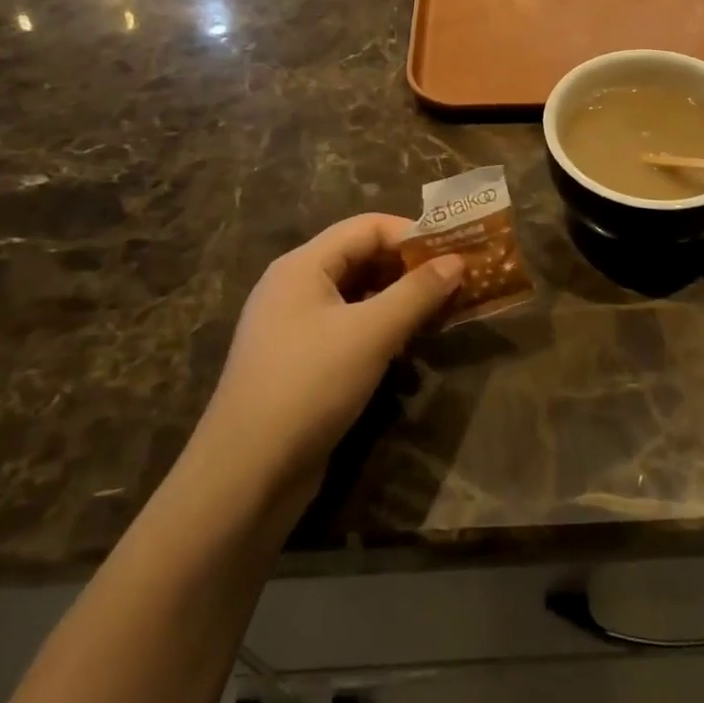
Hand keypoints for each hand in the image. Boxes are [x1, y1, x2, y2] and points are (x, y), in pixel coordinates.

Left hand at [191, 214, 463, 521]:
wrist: (246, 475)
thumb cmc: (310, 385)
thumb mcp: (372, 333)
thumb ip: (417, 292)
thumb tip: (456, 260)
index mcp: (303, 265)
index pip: (366, 227)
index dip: (413, 233)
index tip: (456, 250)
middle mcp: (294, 287)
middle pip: (361, 257)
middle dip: (409, 266)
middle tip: (457, 280)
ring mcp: (294, 326)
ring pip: (356, 295)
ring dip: (399, 299)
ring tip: (441, 310)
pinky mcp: (300, 362)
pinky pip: (348, 327)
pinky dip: (380, 328)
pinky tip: (408, 346)